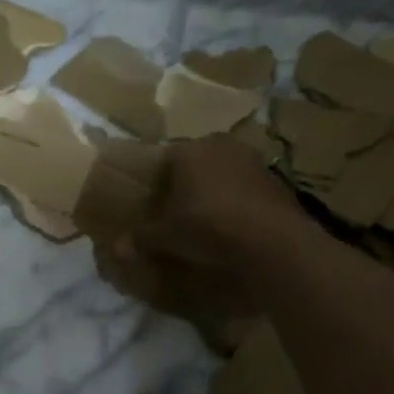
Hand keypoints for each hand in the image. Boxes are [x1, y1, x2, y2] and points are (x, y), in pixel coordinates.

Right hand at [126, 135, 308, 270]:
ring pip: (223, 173)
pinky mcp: (276, 181)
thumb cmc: (208, 226)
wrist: (272, 240)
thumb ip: (142, 237)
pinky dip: (238, 203)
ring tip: (207, 220)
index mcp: (188, 150)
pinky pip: (246, 189)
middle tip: (178, 211)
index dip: (156, 182)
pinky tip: (233, 226)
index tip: (153, 203)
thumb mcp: (167, 236)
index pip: (164, 159)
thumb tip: (117, 247)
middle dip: (187, 184)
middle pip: (196, 163)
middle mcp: (220, 146)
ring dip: (215, 192)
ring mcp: (253, 161)